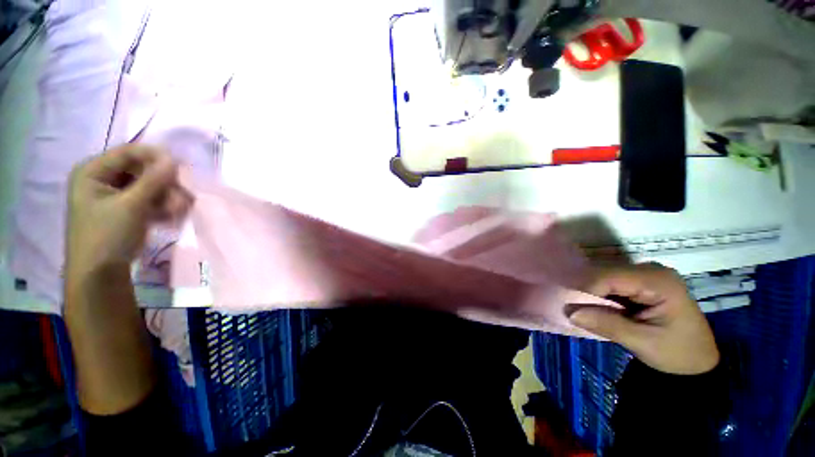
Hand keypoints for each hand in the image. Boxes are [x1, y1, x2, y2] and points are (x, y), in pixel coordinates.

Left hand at [66, 145, 190, 278]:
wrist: (100, 275)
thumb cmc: (107, 236)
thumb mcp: (131, 206)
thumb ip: (153, 180)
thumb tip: (174, 159)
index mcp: (92, 172)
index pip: (128, 153)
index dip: (155, 157)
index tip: (182, 167)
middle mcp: (102, 179)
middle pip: (141, 171)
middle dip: (164, 184)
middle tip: (181, 198)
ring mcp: (114, 196)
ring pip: (148, 187)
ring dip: (166, 197)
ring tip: (178, 212)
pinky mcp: (125, 210)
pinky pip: (148, 201)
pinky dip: (161, 207)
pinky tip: (172, 217)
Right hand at [569, 263, 719, 374]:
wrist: (698, 362)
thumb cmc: (677, 353)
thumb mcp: (642, 343)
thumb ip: (606, 324)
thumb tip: (569, 312)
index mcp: (659, 281)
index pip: (610, 277)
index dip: (587, 289)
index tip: (572, 308)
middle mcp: (651, 270)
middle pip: (606, 273)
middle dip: (587, 290)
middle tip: (575, 309)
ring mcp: (646, 274)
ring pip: (605, 276)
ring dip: (592, 292)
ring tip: (584, 309)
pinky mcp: (641, 281)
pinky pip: (611, 282)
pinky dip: (600, 294)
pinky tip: (598, 306)